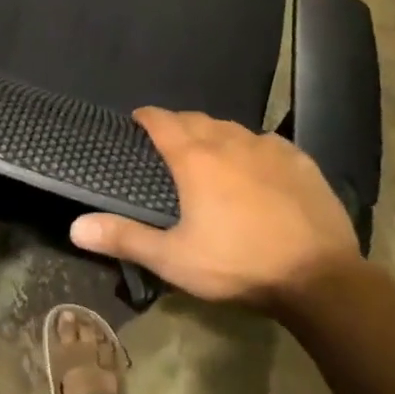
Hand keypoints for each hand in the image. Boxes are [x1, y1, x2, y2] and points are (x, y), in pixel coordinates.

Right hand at [70, 107, 363, 314]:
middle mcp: (229, 141)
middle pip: (196, 120)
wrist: (319, 277)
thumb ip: (125, 238)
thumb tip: (75, 226)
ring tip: (211, 152)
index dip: (146, 117)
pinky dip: (253, 149)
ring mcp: (268, 147)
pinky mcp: (299, 159)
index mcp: (195, 158)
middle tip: (171, 142)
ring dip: (216, 134)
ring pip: (232, 128)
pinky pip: (267, 143)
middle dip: (179, 124)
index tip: (137, 120)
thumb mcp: (174, 259)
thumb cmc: (237, 264)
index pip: (161, 121)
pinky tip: (257, 167)